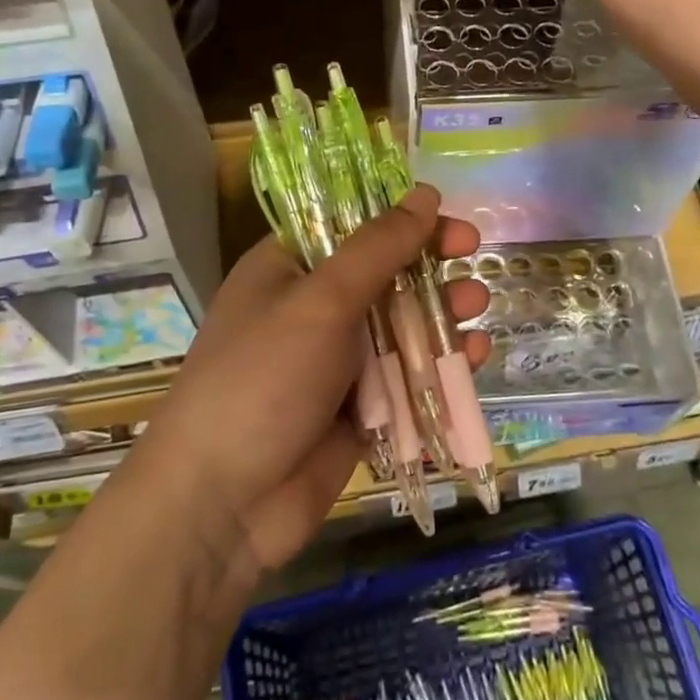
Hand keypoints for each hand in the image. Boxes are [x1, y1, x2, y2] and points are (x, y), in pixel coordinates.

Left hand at [129, 185, 486, 588]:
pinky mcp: (358, 410)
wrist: (222, 504)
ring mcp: (335, 363)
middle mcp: (311, 310)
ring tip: (477, 305)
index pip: (349, 226)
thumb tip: (425, 195)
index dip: (398, 218)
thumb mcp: (320, 302)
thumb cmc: (263, 379)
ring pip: (400, 327)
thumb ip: (377, 249)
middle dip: (428, 265)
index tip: (446, 218)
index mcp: (287, 270)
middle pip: (382, 275)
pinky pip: (405, 378)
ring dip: (440, 313)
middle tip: (473, 256)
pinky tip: (472, 356)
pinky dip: (437, 366)